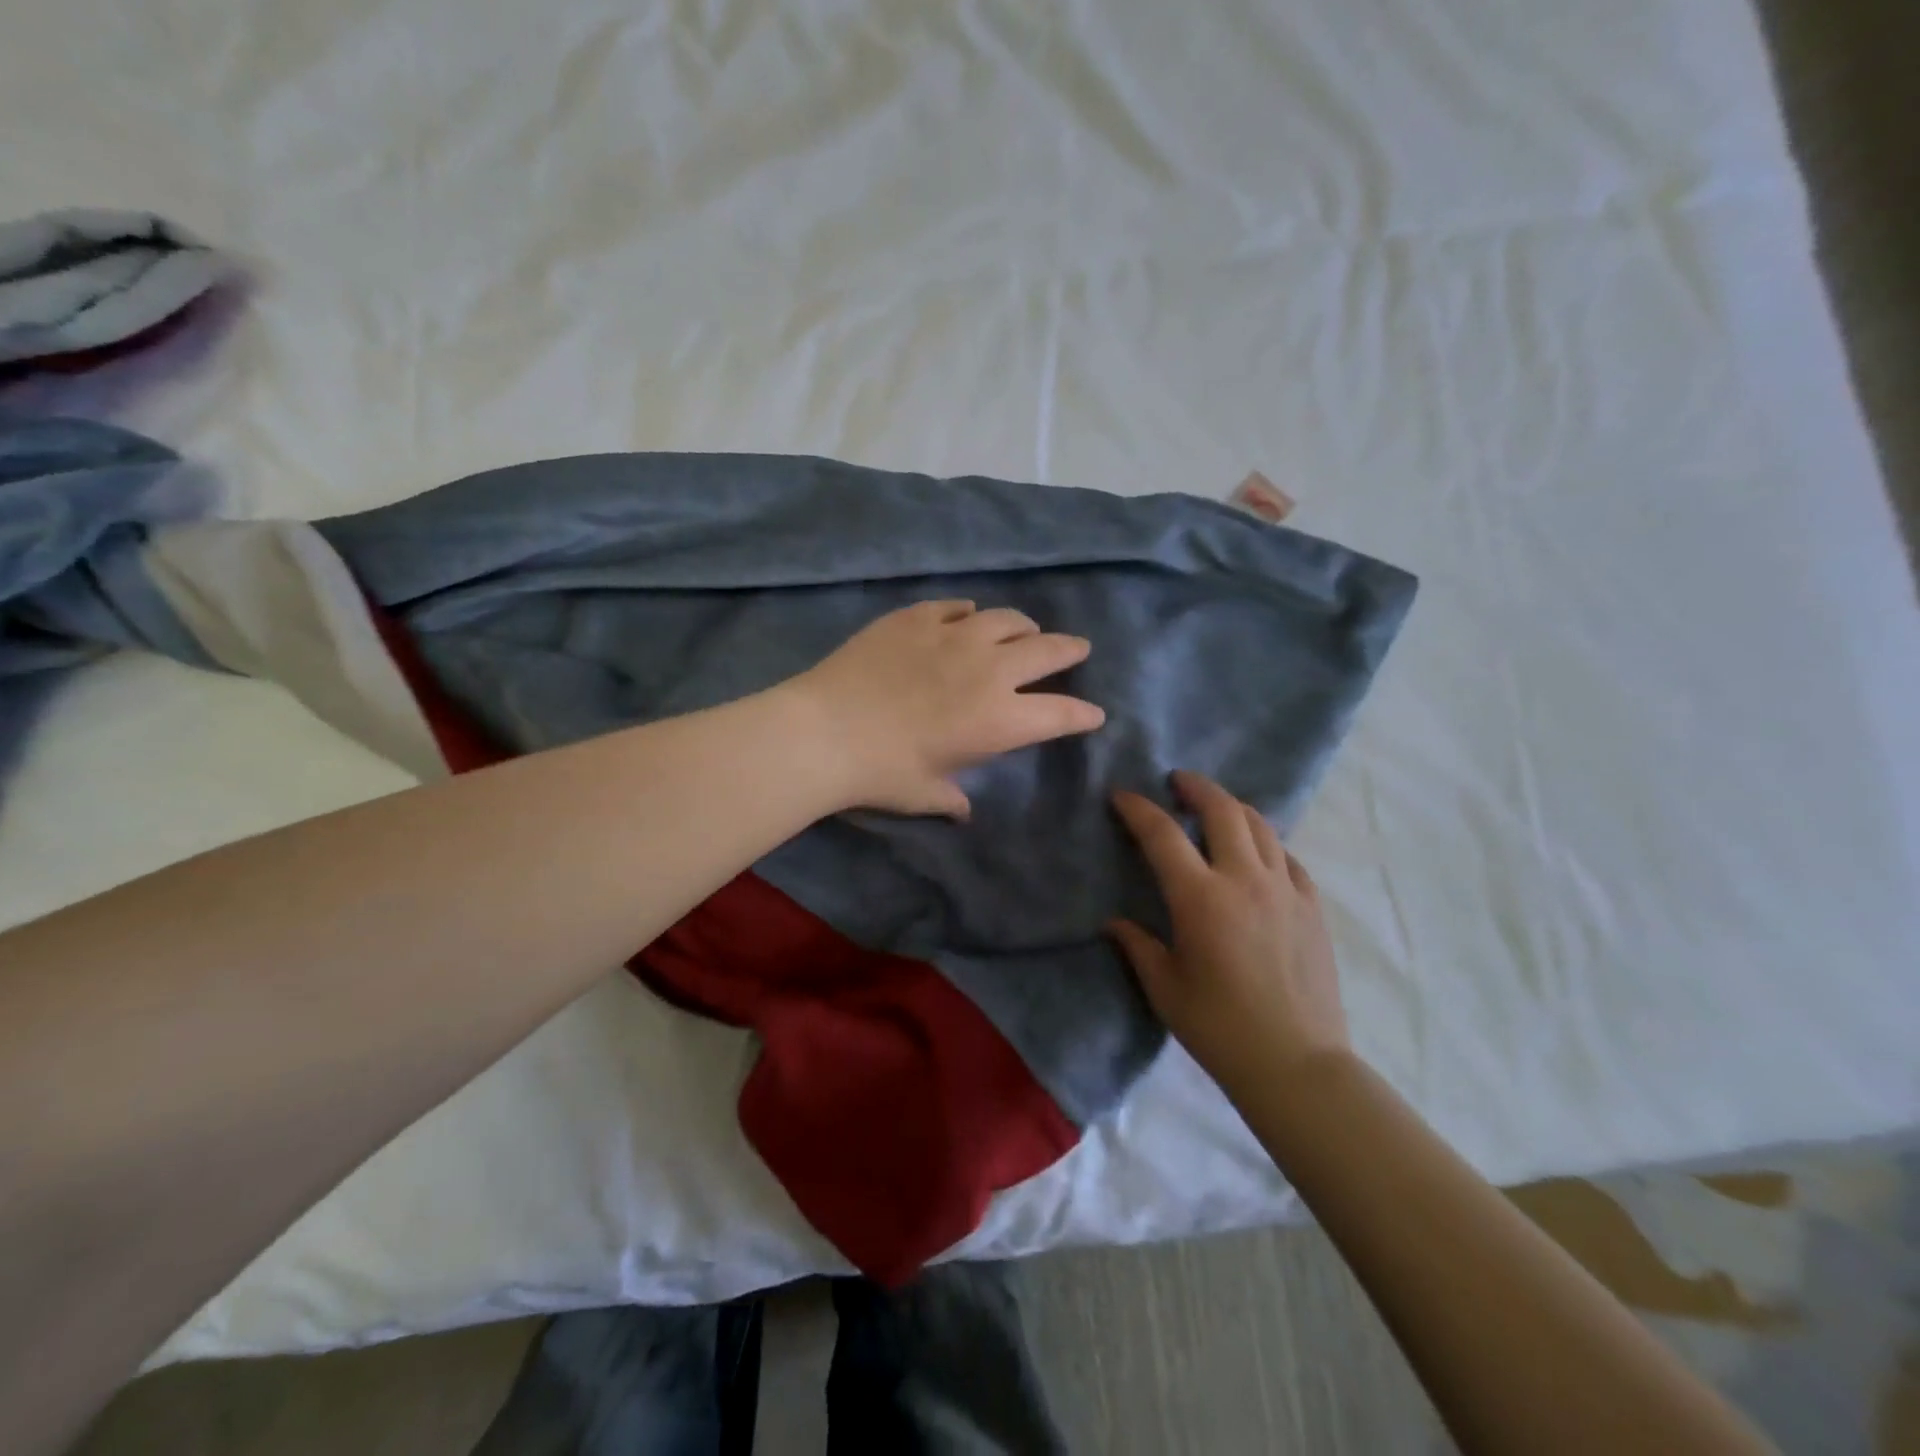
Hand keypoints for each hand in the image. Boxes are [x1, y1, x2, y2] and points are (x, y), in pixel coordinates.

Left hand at [792, 600, 1105, 817]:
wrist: (824, 731)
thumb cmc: (881, 773)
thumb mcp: (923, 795)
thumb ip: (951, 799)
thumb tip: (962, 809)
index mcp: (999, 719)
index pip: (1060, 713)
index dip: (1082, 714)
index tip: (1095, 712)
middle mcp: (989, 670)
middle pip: (1047, 651)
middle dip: (1070, 651)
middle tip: (1078, 649)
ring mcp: (953, 636)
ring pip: (1006, 619)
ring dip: (1023, 626)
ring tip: (1024, 630)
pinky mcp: (917, 617)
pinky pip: (956, 607)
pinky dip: (970, 613)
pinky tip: (967, 617)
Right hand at [1109, 770, 1350, 1100]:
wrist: (1296, 1064)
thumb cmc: (1219, 1027)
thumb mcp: (1165, 988)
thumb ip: (1138, 945)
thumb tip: (1114, 922)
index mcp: (1201, 898)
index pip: (1163, 834)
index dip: (1138, 809)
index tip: (1122, 795)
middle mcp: (1245, 880)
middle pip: (1223, 810)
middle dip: (1196, 787)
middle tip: (1177, 781)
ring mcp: (1286, 889)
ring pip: (1261, 826)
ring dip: (1233, 807)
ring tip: (1215, 808)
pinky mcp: (1312, 906)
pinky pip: (1288, 857)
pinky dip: (1266, 843)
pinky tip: (1257, 853)